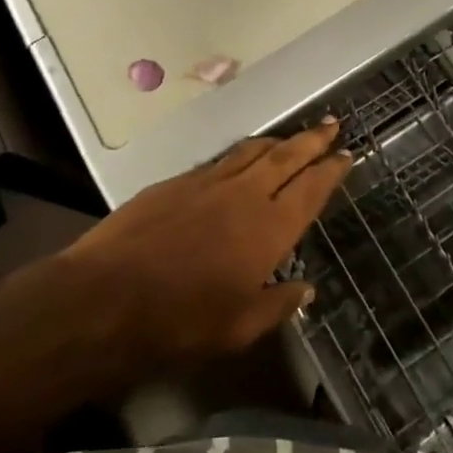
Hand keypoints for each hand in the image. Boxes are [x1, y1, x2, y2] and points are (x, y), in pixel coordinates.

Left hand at [55, 122, 351, 378]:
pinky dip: (242, 154)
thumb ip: (277, 305)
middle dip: (312, 139)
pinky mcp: (178, 181)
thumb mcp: (238, 329)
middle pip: (287, 156)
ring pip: (253, 150)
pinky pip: (221, 160)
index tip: (346, 154)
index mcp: (268, 228)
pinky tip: (242, 159)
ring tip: (293, 137)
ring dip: (278, 141)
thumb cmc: (180, 321)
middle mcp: (244, 194)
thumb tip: (306, 290)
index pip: (310, 189)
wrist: (107, 296)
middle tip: (332, 124)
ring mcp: (209, 182)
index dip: (331, 170)